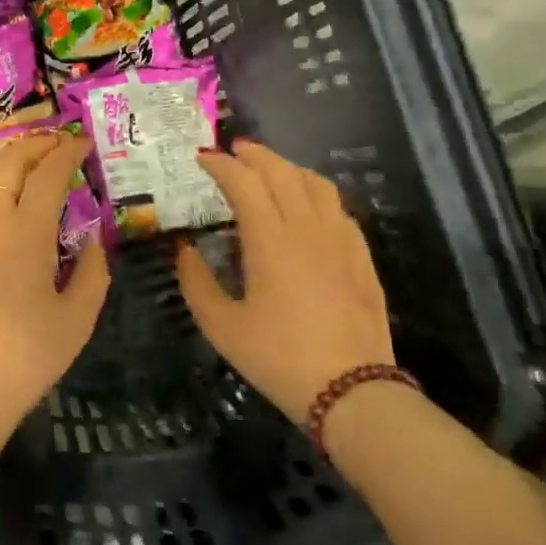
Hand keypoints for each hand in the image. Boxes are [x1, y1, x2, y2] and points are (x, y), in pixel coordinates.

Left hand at [0, 131, 110, 434]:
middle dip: (35, 144)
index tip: (82, 143)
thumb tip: (95, 239)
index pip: (47, 174)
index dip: (67, 152)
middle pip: (6, 159)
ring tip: (23, 158)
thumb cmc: (23, 359)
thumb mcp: (77, 320)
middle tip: (57, 144)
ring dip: (2, 155)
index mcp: (23, 233)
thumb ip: (93, 271)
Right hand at [176, 139, 394, 417]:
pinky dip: (315, 193)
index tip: (201, 158)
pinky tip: (306, 206)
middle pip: (281, 172)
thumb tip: (184, 248)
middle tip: (232, 152)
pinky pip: (338, 208)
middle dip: (254, 155)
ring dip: (287, 168)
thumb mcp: (220, 325)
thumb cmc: (277, 358)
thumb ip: (195, 281)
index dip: (220, 164)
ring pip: (315, 184)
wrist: (352, 392)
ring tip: (268, 170)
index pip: (244, 183)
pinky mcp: (361, 257)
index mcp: (269, 241)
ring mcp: (340, 240)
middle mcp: (306, 229)